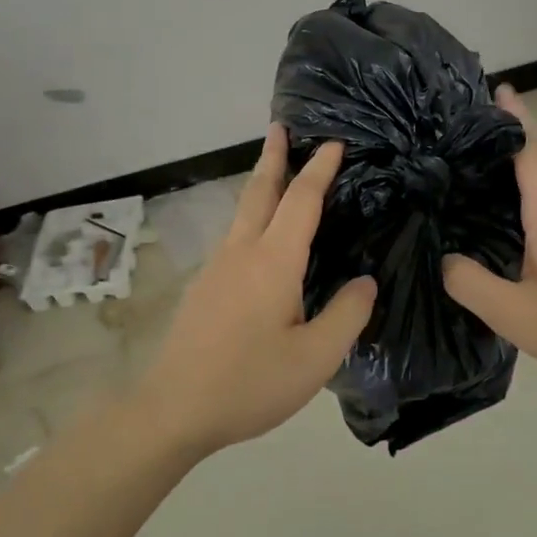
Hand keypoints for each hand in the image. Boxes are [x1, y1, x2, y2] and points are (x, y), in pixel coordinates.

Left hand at [136, 125, 377, 456]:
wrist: (171, 409)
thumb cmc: (248, 383)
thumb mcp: (314, 359)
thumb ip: (346, 315)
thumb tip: (365, 281)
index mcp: (273, 262)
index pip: (302, 200)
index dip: (320, 169)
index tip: (333, 142)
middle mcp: (241, 252)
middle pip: (259, 191)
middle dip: (272, 156)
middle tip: (279, 126)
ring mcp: (216, 267)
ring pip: (242, 212)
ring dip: (260, 184)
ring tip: (275, 172)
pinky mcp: (203, 287)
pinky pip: (234, 235)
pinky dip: (251, 215)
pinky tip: (258, 237)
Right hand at [441, 86, 536, 395]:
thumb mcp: (518, 316)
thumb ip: (473, 285)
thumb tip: (444, 258)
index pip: (531, 147)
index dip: (512, 117)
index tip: (492, 89)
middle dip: (512, 132)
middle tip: (469, 126)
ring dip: (523, 161)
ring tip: (481, 165)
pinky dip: (534, 187)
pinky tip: (515, 212)